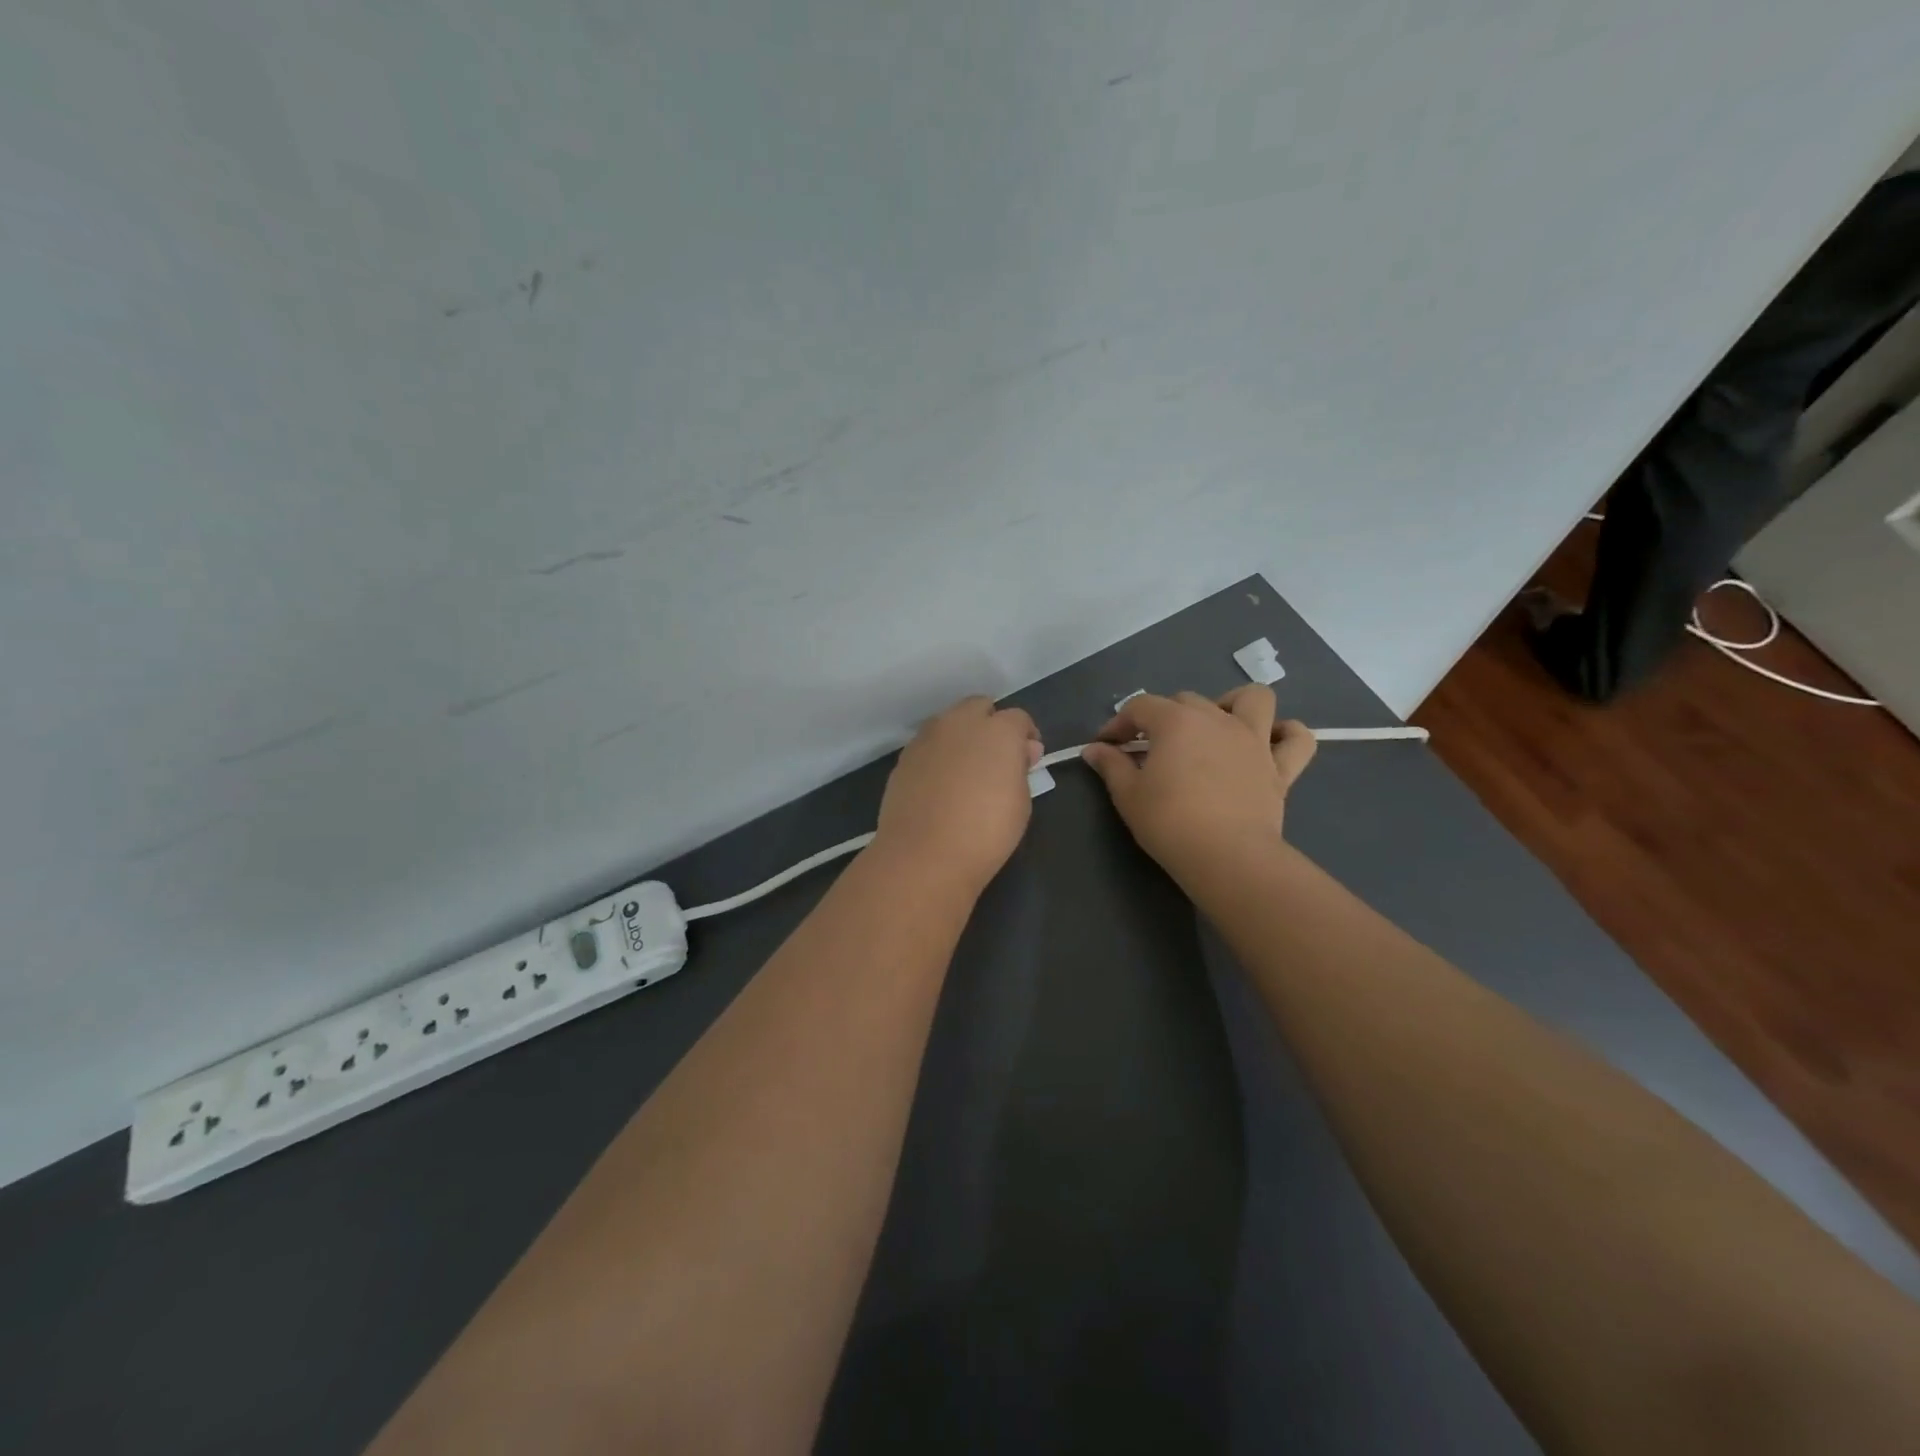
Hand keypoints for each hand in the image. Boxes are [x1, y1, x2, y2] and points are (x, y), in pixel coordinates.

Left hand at [874, 696, 1041, 894]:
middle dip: (990, 725)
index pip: (1018, 718)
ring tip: (966, 770)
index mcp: (998, 730)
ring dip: (961, 736)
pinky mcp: (904, 757)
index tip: (1028, 760)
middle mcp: (960, 723)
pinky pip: (928, 745)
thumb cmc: (986, 831)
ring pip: (949, 722)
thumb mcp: (1021, 802)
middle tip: (996, 759)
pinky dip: (938, 755)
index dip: (1025, 736)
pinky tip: (941, 784)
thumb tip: (1022, 750)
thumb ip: (1020, 767)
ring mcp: (927, 737)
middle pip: (979, 707)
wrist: (923, 855)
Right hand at [1081, 687, 1315, 880]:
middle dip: (1163, 717)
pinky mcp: (1280, 768)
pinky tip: (1270, 743)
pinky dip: (1287, 735)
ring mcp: (1254, 740)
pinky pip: (1297, 740)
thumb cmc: (1169, 822)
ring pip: (1254, 699)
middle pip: (1186, 700)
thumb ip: (1111, 765)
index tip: (1106, 747)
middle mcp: (1217, 719)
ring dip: (1234, 704)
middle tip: (1150, 749)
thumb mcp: (1128, 794)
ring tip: (1217, 727)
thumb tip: (1094, 750)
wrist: (1226, 857)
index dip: (1118, 723)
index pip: (1140, 707)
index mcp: (1176, 721)